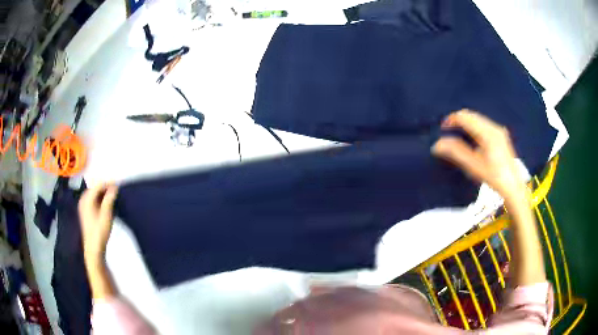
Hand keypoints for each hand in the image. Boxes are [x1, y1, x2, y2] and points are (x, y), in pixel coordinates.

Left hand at [78, 183, 117, 264]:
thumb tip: (114, 187)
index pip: (98, 185)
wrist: (94, 248)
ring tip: (113, 197)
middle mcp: (83, 199)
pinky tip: (106, 204)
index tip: (119, 185)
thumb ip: (109, 199)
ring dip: (103, 194)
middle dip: (106, 188)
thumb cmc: (100, 232)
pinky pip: (93, 200)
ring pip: (95, 194)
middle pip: (95, 188)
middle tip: (117, 191)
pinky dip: (100, 199)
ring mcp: (83, 205)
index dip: (109, 184)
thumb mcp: (106, 215)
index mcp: (87, 199)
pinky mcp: (85, 211)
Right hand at [432, 109, 526, 201]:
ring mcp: (498, 130)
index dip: (451, 119)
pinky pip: (484, 124)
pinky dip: (474, 127)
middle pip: (471, 115)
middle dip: (458, 120)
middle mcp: (493, 127)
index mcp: (487, 132)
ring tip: (458, 135)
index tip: (442, 129)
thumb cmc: (494, 177)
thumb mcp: (474, 166)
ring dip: (466, 123)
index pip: (465, 117)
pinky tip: (472, 139)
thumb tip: (437, 144)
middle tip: (448, 132)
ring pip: (478, 119)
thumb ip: (456, 152)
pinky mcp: (501, 135)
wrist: (514, 186)